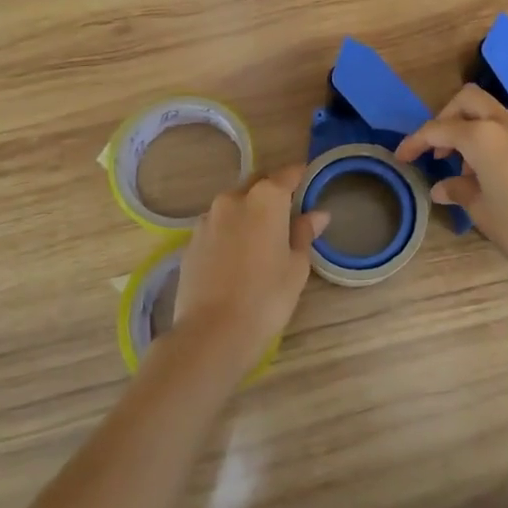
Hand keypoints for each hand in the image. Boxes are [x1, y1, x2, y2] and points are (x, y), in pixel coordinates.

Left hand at [169, 165, 328, 379]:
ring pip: (233, 205)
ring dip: (248, 212)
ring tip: (260, 238)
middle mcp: (233, 199)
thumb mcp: (296, 266)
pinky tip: (236, 256)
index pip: (287, 174)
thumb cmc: (267, 297)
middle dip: (271, 191)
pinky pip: (216, 226)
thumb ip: (304, 234)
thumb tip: (317, 214)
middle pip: (257, 184)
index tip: (308, 180)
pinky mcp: (190, 241)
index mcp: (266, 199)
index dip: (299, 176)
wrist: (212, 332)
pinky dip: (229, 231)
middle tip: (286, 212)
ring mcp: (207, 219)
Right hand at [394, 84, 507, 282]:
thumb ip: (458, 190)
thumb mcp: (481, 211)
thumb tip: (442, 187)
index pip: (440, 128)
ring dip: (478, 132)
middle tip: (441, 149)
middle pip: (471, 100)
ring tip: (472, 172)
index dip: (416, 140)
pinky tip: (505, 179)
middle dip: (449, 117)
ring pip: (498, 116)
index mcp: (484, 138)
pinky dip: (503, 147)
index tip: (403, 156)